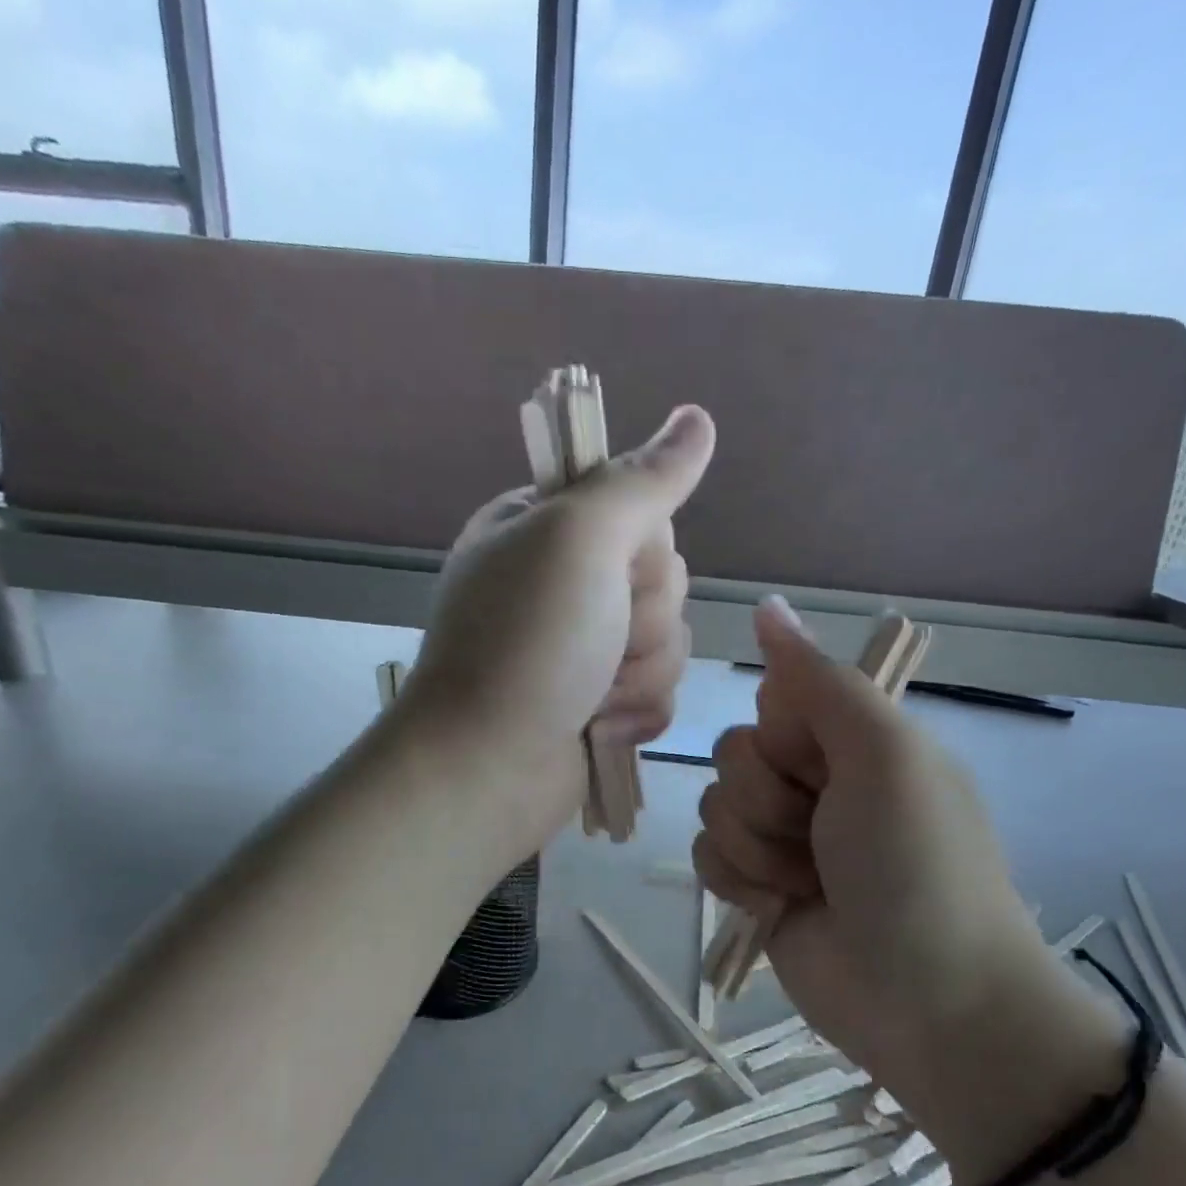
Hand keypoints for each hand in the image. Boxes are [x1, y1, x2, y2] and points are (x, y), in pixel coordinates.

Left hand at [401, 405, 715, 850]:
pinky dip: (638, 711)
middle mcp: (564, 581)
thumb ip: (643, 480)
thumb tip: (698, 417)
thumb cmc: (528, 644)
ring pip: (669, 638)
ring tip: (593, 695)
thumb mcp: (580, 540)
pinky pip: (660, 689)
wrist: (487, 767)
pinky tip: (600, 726)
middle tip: (596, 640)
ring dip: (641, 672)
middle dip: (643, 618)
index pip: (641, 508)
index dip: (644, 545)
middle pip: (664, 577)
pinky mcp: (600, 700)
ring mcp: (582, 645)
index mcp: (545, 528)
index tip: (612, 569)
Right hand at [692, 598, 1047, 1089]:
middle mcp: (816, 782)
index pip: (772, 702)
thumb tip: (766, 605)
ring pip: (714, 807)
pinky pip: (705, 857)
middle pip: (732, 755)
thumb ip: (817, 681)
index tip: (822, 769)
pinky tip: (778, 907)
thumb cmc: (915, 865)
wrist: (931, 1002)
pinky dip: (738, 882)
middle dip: (767, 800)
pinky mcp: (755, 887)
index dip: (784, 738)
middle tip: (822, 838)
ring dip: (756, 848)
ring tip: (808, 884)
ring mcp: (783, 838)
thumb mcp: (882, 754)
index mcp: (853, 741)